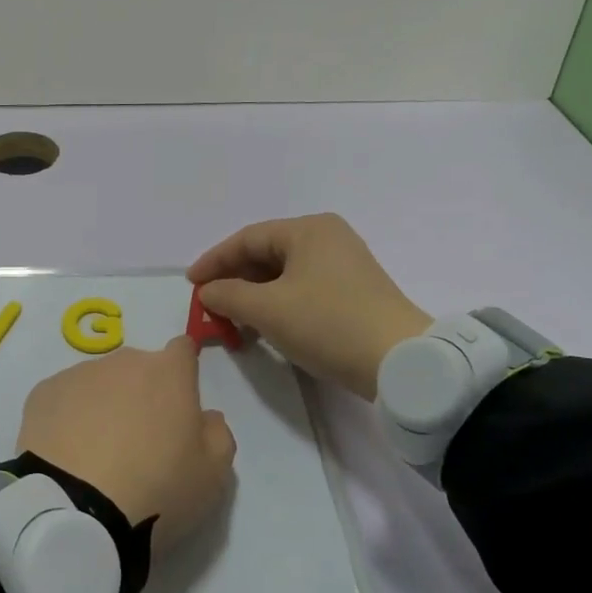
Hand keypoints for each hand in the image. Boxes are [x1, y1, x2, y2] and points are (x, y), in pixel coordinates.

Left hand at [16, 338, 235, 554]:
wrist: (77, 512)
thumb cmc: (157, 489)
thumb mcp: (213, 475)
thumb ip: (218, 435)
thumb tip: (205, 416)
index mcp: (168, 372)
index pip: (183, 350)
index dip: (183, 373)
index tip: (178, 405)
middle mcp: (123, 362)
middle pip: (138, 368)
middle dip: (141, 393)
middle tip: (139, 441)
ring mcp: (78, 374)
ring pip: (99, 382)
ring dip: (103, 404)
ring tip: (97, 453)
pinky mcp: (42, 394)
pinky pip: (64, 399)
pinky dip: (68, 418)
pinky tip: (68, 454)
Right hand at [187, 214, 432, 400]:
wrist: (400, 361)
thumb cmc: (327, 324)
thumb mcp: (268, 310)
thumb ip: (228, 296)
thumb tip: (208, 292)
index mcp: (308, 230)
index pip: (247, 238)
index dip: (214, 261)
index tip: (191, 284)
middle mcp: (328, 238)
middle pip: (266, 253)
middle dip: (234, 279)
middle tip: (209, 304)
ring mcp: (344, 264)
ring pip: (284, 273)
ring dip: (254, 294)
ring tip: (233, 318)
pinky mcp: (353, 291)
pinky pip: (302, 287)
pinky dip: (278, 302)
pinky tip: (265, 324)